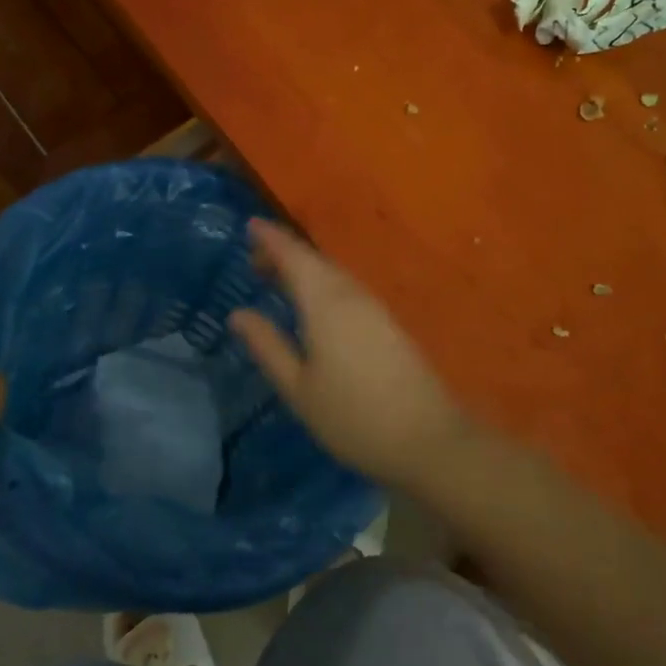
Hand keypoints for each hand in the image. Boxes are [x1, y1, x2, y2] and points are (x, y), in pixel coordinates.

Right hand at [230, 220, 471, 492]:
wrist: (428, 440)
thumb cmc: (353, 417)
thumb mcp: (298, 388)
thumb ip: (268, 346)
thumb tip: (238, 314)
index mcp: (326, 303)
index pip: (294, 256)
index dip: (271, 238)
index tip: (250, 225)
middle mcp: (351, 294)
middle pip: (315, 261)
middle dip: (285, 254)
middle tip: (255, 262)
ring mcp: (374, 308)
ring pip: (333, 275)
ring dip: (305, 270)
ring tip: (278, 280)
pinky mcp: (388, 323)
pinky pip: (347, 289)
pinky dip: (323, 285)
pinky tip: (315, 307)